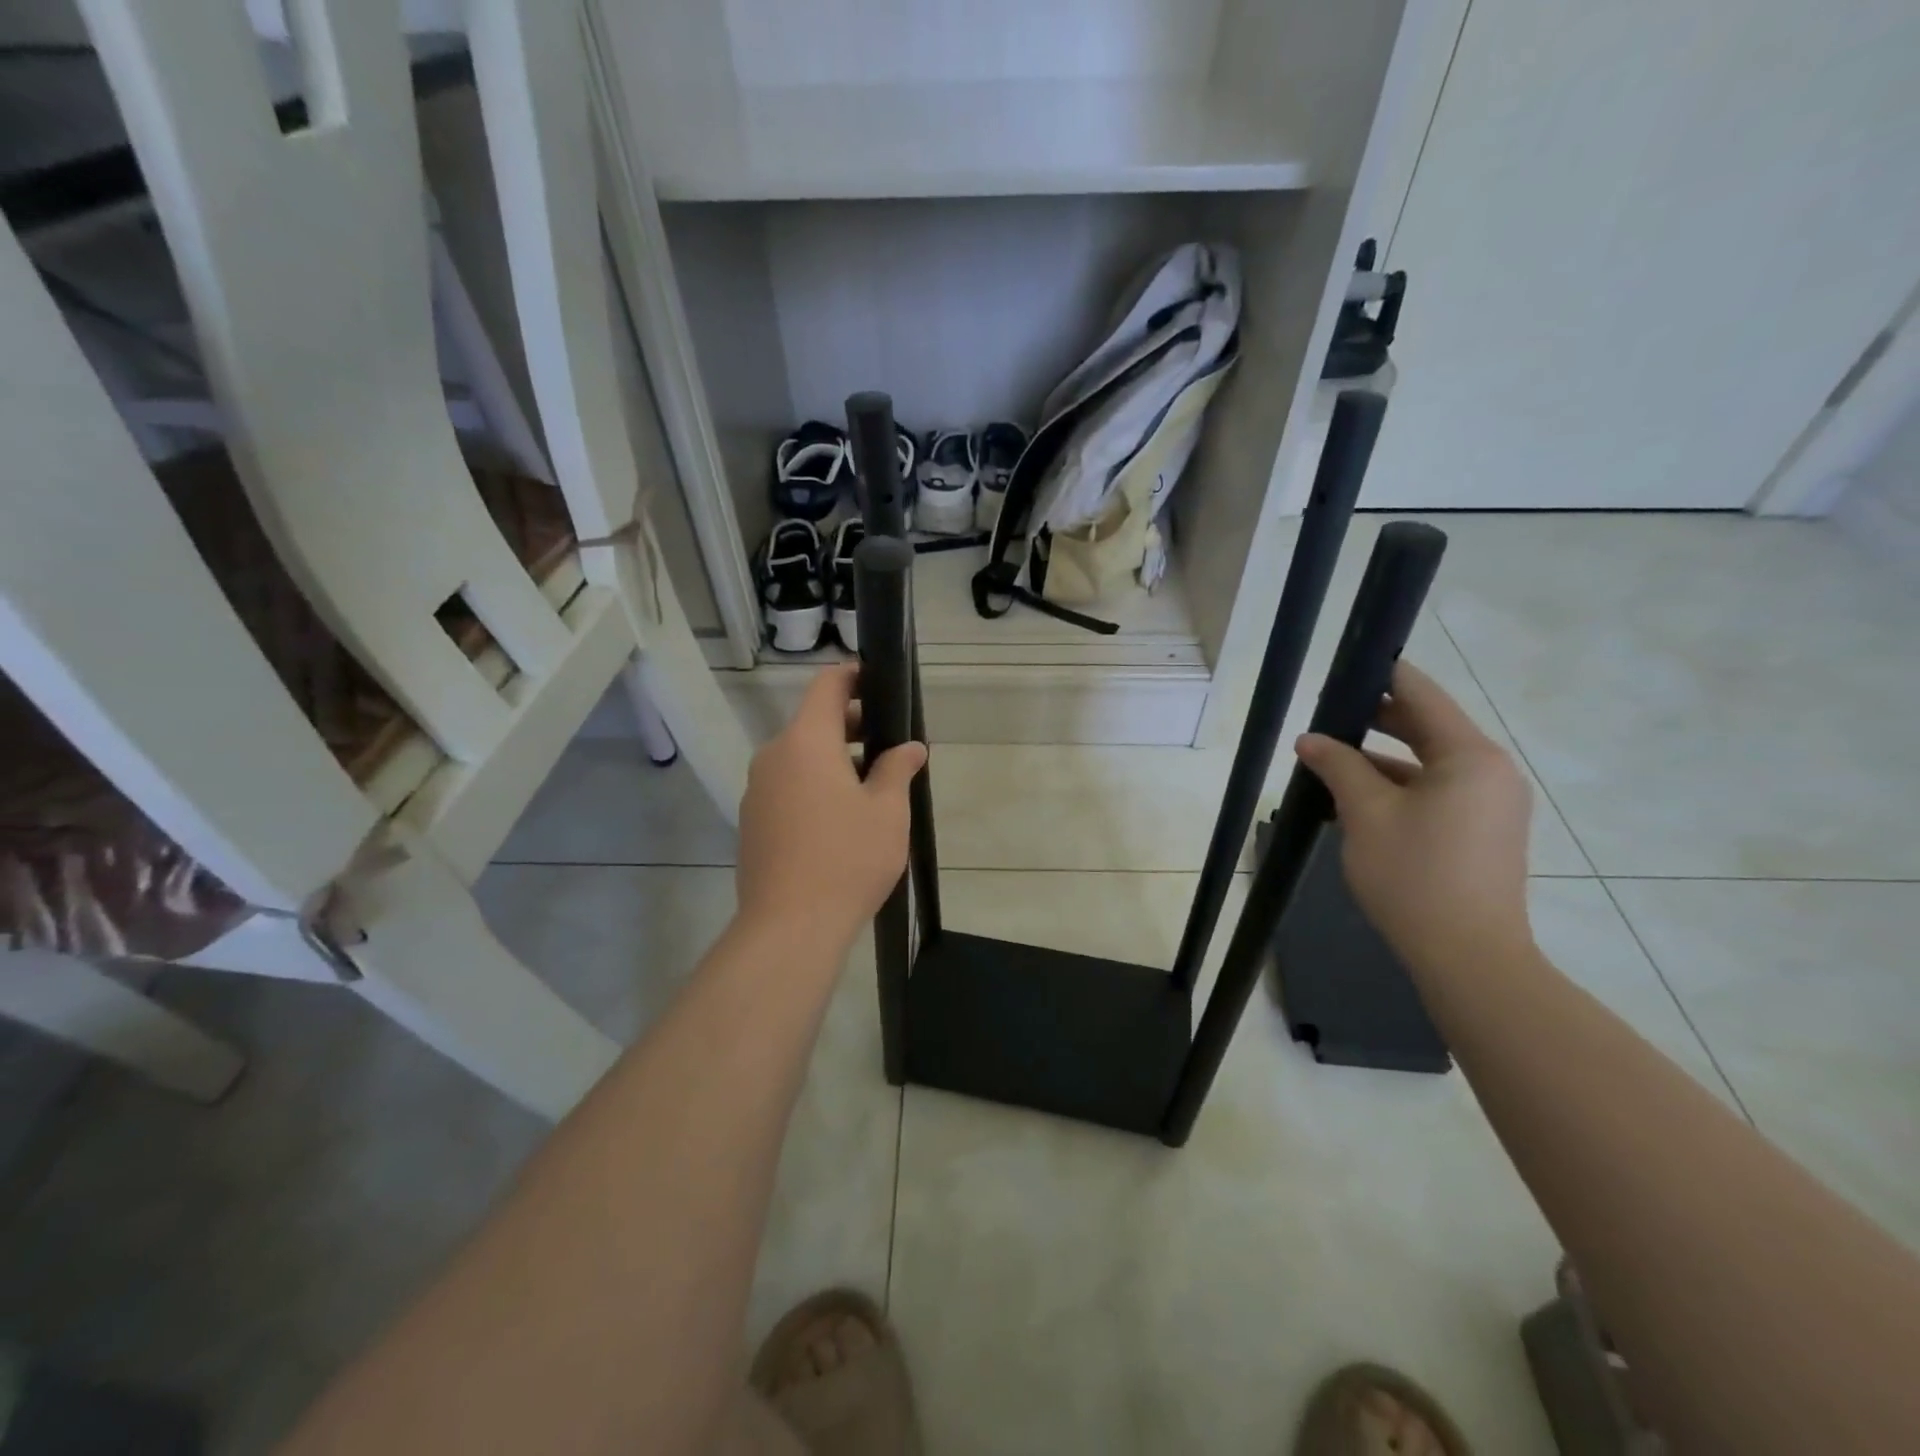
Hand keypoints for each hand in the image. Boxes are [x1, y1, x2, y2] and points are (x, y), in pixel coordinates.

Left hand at [736, 664, 927, 949]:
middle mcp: (773, 756)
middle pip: (813, 722)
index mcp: (806, 742)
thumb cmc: (847, 858)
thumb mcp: (887, 810)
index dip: (855, 676)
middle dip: (852, 725)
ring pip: (800, 757)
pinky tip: (841, 819)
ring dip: (834, 759)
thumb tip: (910, 747)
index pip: (827, 686)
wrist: (790, 927)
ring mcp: (758, 790)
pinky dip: (815, 785)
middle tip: (891, 744)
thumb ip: (898, 768)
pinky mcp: (753, 821)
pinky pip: (788, 786)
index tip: (881, 683)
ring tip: (873, 786)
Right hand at [1294, 661, 1532, 970]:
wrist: (1468, 957)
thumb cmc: (1414, 876)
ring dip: (1380, 760)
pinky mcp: (1482, 831)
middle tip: (1324, 714)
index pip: (1422, 695)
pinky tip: (1354, 799)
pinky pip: (1435, 792)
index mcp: (1470, 756)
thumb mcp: (1365, 814)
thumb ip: (1338, 766)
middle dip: (1373, 720)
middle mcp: (1489, 771)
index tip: (1346, 665)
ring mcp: (1490, 804)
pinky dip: (1397, 788)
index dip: (1382, 676)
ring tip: (1328, 760)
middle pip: (1426, 727)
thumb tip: (1310, 739)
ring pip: (1427, 764)